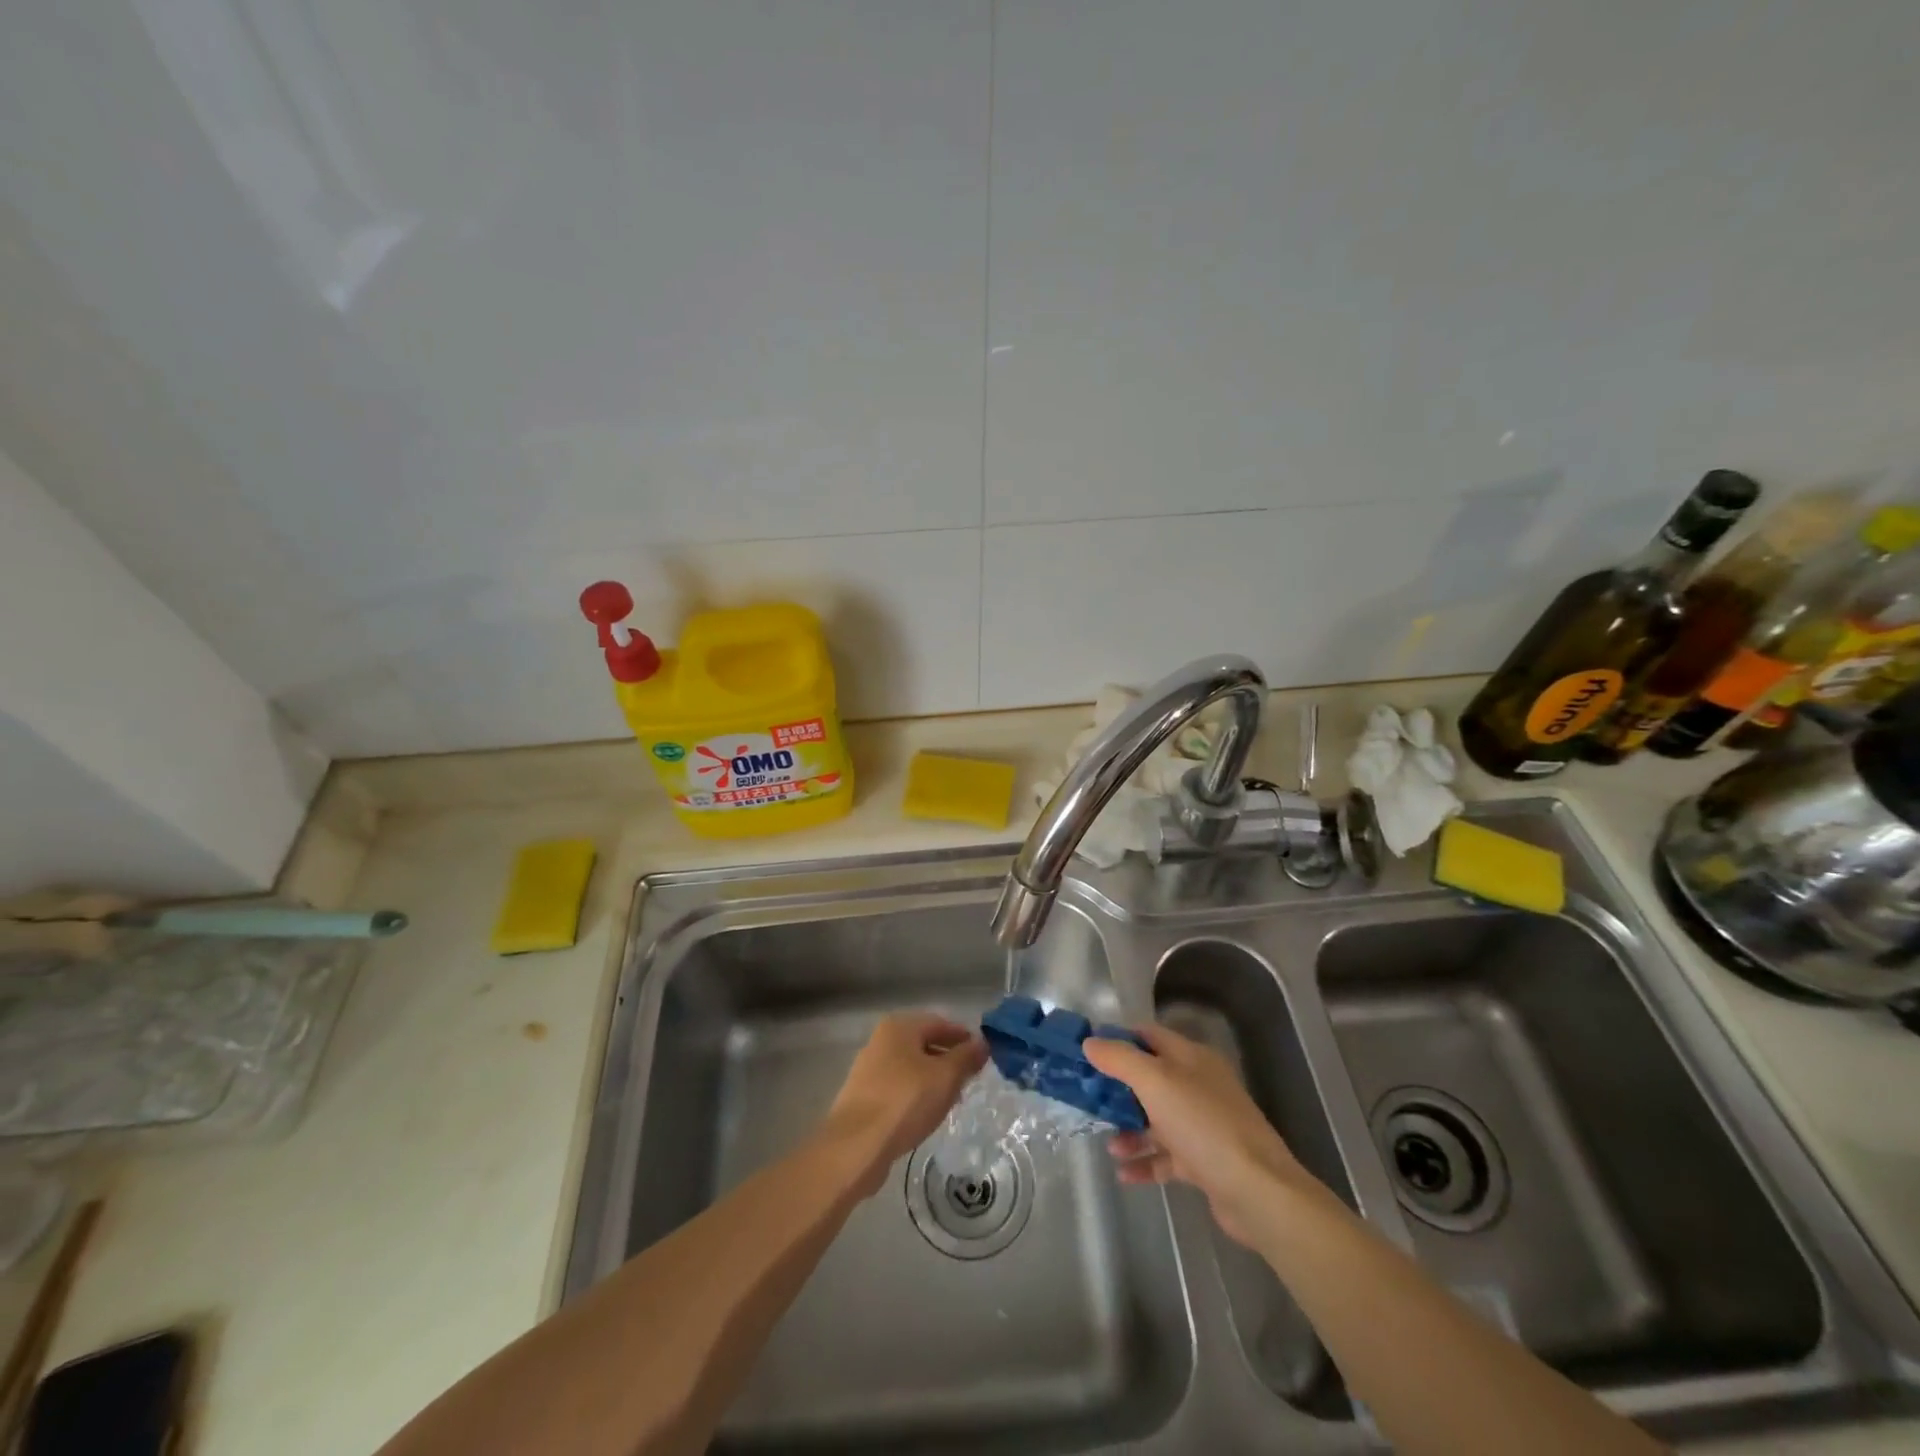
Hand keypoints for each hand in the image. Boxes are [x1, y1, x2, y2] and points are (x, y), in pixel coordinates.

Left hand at [823, 1012, 987, 1196]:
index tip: (984, 1055)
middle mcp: (881, 1040)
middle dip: (949, 1059)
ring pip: (911, 1067)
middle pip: (924, 1043)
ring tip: (952, 1099)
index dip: (964, 1037)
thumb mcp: (945, 1077)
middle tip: (971, 1079)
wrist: (856, 1146)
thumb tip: (982, 1043)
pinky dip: (916, 1095)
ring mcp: (869, 1068)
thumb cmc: (905, 1101)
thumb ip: (966, 1057)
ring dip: (933, 1079)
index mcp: (899, 1027)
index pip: (940, 1023)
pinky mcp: (863, 1096)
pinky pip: (898, 1087)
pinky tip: (926, 1114)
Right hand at [1084, 1024, 1318, 1245]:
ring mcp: (1203, 1125)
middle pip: (1150, 1079)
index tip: (1087, 1051)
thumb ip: (1120, 1059)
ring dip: (1130, 1130)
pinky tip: (1123, 1174)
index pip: (1149, 1036)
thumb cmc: (1203, 1124)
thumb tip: (1090, 1041)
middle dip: (1118, 1090)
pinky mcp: (1205, 1162)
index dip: (1118, 1039)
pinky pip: (1166, 1157)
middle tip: (1088, 1100)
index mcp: (1192, 1058)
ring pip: (1157, 1120)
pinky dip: (1145, 1162)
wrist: (1257, 1191)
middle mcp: (1198, 1086)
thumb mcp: (1156, 1081)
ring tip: (1109, 1145)